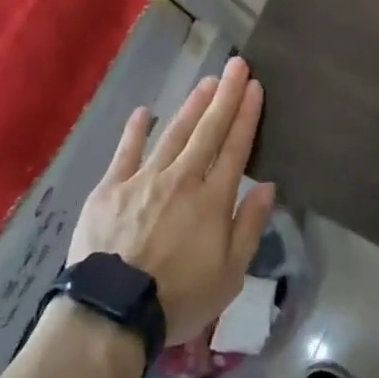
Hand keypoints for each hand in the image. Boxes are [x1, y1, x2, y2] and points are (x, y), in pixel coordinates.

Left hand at [70, 56, 276, 343]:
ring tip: (206, 82)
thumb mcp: (230, 275)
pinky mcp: (110, 188)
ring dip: (192, 106)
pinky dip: (136, 131)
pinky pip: (126, 152)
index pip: (235, 148)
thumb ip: (249, 226)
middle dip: (225, 96)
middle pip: (208, 130)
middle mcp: (181, 179)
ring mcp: (143, 179)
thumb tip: (267, 186)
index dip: (246, 115)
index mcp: (212, 200)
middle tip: (237, 65)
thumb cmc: (178, 298)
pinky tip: (144, 112)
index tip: (255, 87)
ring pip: (173, 133)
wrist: (111, 312)